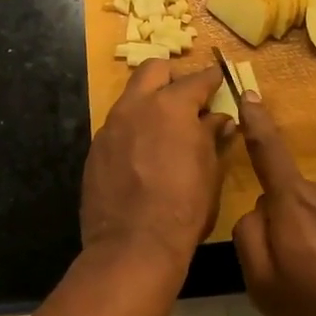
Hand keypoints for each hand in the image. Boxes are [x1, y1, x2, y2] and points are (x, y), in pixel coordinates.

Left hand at [80, 61, 234, 269]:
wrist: (133, 246)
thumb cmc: (183, 207)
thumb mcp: (209, 170)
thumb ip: (212, 137)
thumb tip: (220, 120)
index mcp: (171, 106)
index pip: (197, 79)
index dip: (211, 78)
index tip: (219, 79)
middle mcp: (137, 106)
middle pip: (154, 69)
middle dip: (172, 76)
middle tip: (186, 96)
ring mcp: (111, 125)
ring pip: (131, 96)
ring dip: (149, 102)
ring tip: (164, 126)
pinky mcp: (96, 148)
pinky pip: (117, 126)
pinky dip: (133, 129)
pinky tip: (143, 153)